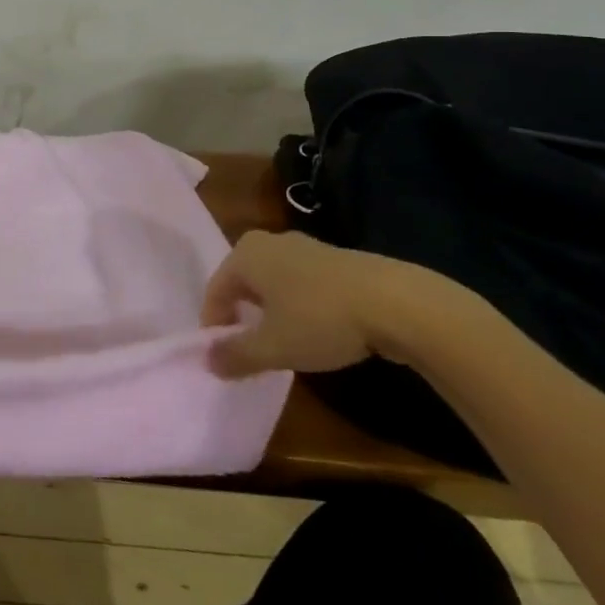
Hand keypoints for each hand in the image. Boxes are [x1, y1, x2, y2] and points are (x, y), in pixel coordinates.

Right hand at [201, 230, 446, 378]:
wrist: (398, 303)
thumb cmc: (320, 319)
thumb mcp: (273, 346)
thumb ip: (236, 354)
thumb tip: (207, 361)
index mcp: (245, 254)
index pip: (216, 290)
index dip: (214, 324)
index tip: (222, 355)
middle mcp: (270, 242)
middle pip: (244, 283)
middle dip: (243, 315)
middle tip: (250, 348)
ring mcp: (307, 247)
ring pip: (275, 283)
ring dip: (273, 312)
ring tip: (285, 343)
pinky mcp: (338, 260)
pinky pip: (304, 284)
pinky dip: (300, 306)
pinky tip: (318, 331)